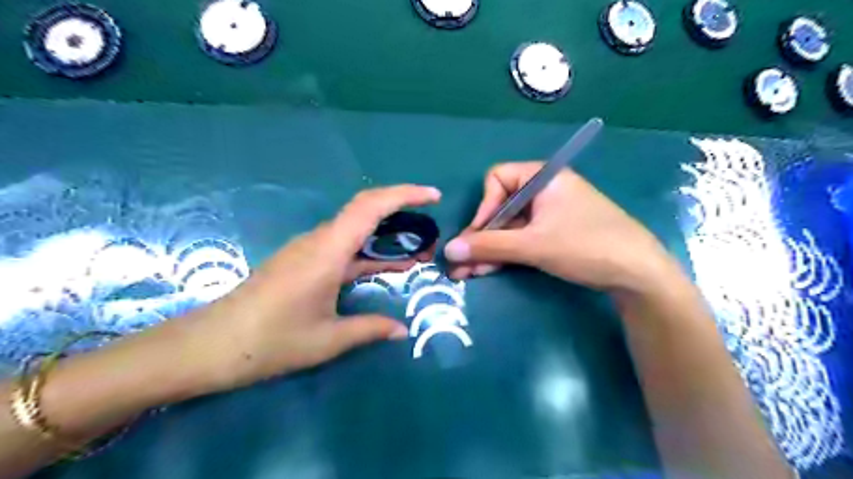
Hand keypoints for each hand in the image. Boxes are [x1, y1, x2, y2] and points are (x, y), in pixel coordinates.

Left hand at [188, 185, 438, 390]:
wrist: (209, 346)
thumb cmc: (269, 341)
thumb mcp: (327, 340)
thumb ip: (370, 329)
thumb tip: (403, 330)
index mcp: (327, 251)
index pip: (370, 206)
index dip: (404, 194)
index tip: (433, 196)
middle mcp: (318, 241)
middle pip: (364, 210)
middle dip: (401, 212)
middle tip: (430, 229)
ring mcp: (308, 250)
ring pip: (354, 229)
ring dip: (386, 235)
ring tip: (416, 251)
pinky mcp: (302, 261)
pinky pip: (343, 246)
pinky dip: (368, 251)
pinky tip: (383, 268)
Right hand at [447, 162, 680, 290]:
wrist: (638, 274)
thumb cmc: (585, 246)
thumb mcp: (533, 245)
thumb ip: (488, 246)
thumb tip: (448, 249)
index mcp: (542, 177)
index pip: (497, 179)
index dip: (483, 206)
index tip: (477, 235)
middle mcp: (544, 190)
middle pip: (500, 207)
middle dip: (480, 237)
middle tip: (460, 263)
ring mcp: (550, 213)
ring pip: (509, 227)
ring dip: (489, 249)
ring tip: (468, 273)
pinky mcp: (555, 233)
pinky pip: (522, 238)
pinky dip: (506, 253)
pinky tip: (487, 270)